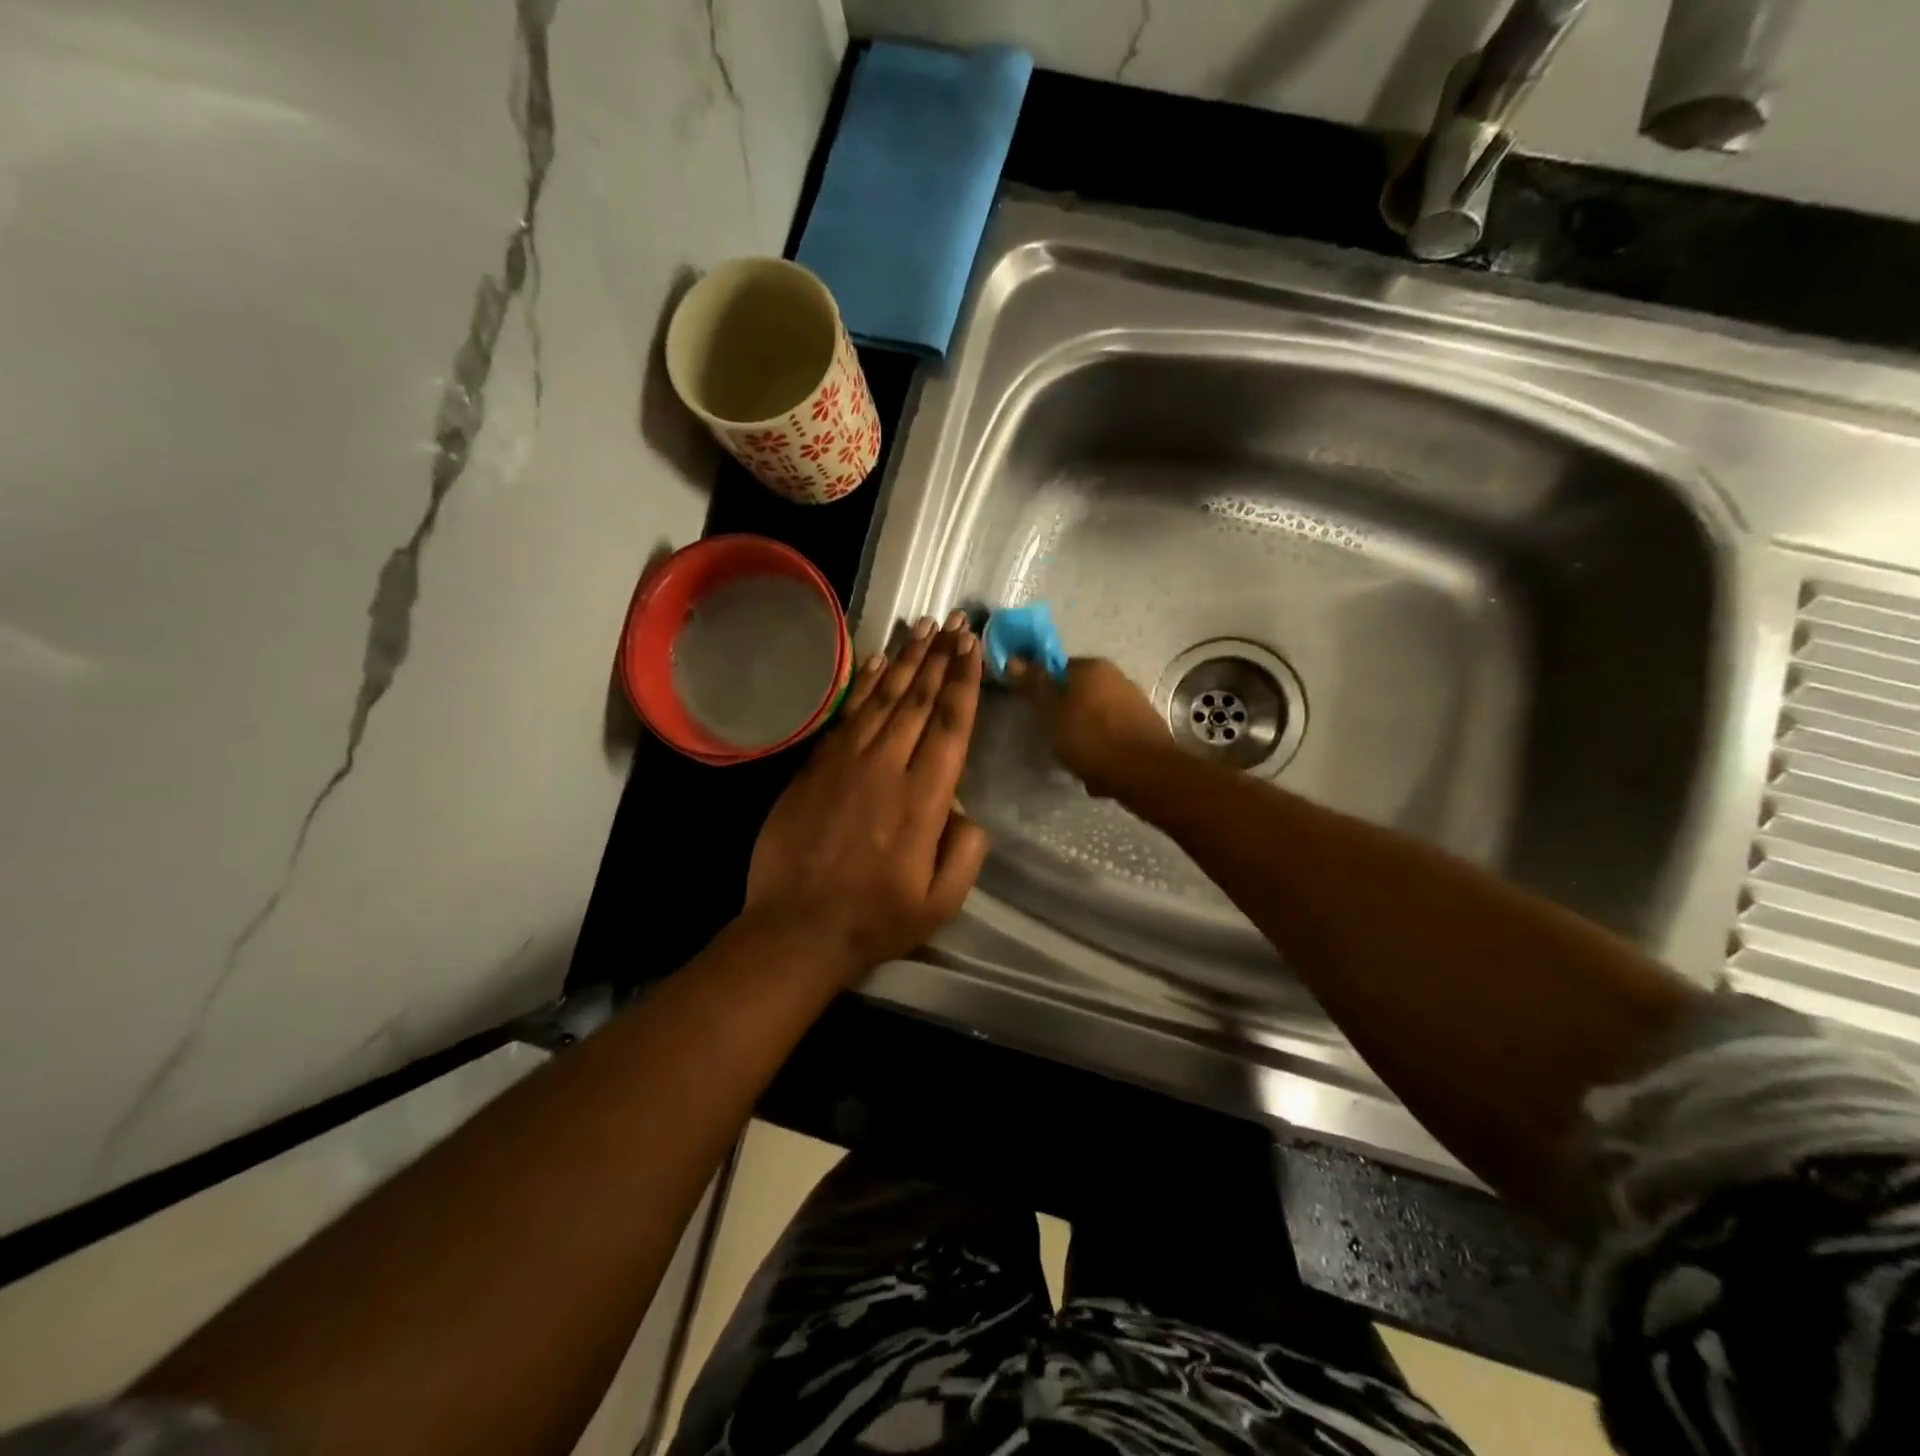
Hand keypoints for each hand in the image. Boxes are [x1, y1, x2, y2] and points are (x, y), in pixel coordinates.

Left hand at [746, 612, 990, 975]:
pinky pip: (847, 715)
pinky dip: (864, 684)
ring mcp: (846, 763)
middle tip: (956, 622)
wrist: (796, 928)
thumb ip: (966, 850)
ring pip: (882, 699)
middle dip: (941, 657)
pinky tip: (878, 663)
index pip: (951, 725)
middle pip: (919, 700)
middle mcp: (886, 768)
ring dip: (906, 660)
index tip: (973, 647)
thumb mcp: (942, 901)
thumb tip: (964, 808)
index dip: (964, 682)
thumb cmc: (876, 919)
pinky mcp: (815, 767)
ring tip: (924, 627)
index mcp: (923, 800)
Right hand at [1015, 657, 1171, 797]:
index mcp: (1091, 666)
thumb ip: (1034, 685)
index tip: (1034, 712)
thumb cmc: (1090, 738)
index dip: (1041, 689)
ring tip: (1075, 757)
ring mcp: (1134, 700)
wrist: (1144, 772)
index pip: (1055, 668)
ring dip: (1083, 732)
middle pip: (1077, 692)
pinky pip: (1112, 732)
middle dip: (1064, 713)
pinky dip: (1102, 746)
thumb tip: (1014, 658)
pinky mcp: (1144, 726)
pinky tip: (1097, 766)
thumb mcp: (1052, 712)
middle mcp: (1116, 676)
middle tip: (1053, 738)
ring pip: (1095, 714)